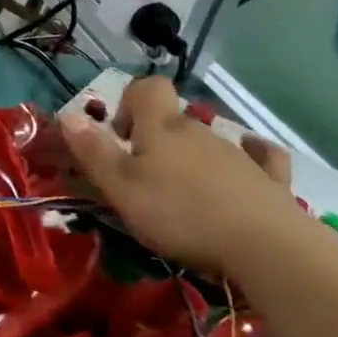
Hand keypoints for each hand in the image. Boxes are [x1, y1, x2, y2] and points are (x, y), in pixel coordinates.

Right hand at [58, 76, 301, 274]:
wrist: (268, 248)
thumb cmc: (181, 214)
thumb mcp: (121, 187)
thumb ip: (92, 150)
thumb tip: (66, 114)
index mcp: (161, 127)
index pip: (147, 88)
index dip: (129, 102)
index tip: (121, 137)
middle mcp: (199, 130)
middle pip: (173, 120)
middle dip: (154, 140)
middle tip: (142, 178)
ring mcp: (238, 154)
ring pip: (207, 141)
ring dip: (191, 158)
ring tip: (182, 196)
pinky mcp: (270, 181)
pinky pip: (260, 157)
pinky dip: (250, 158)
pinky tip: (246, 167)